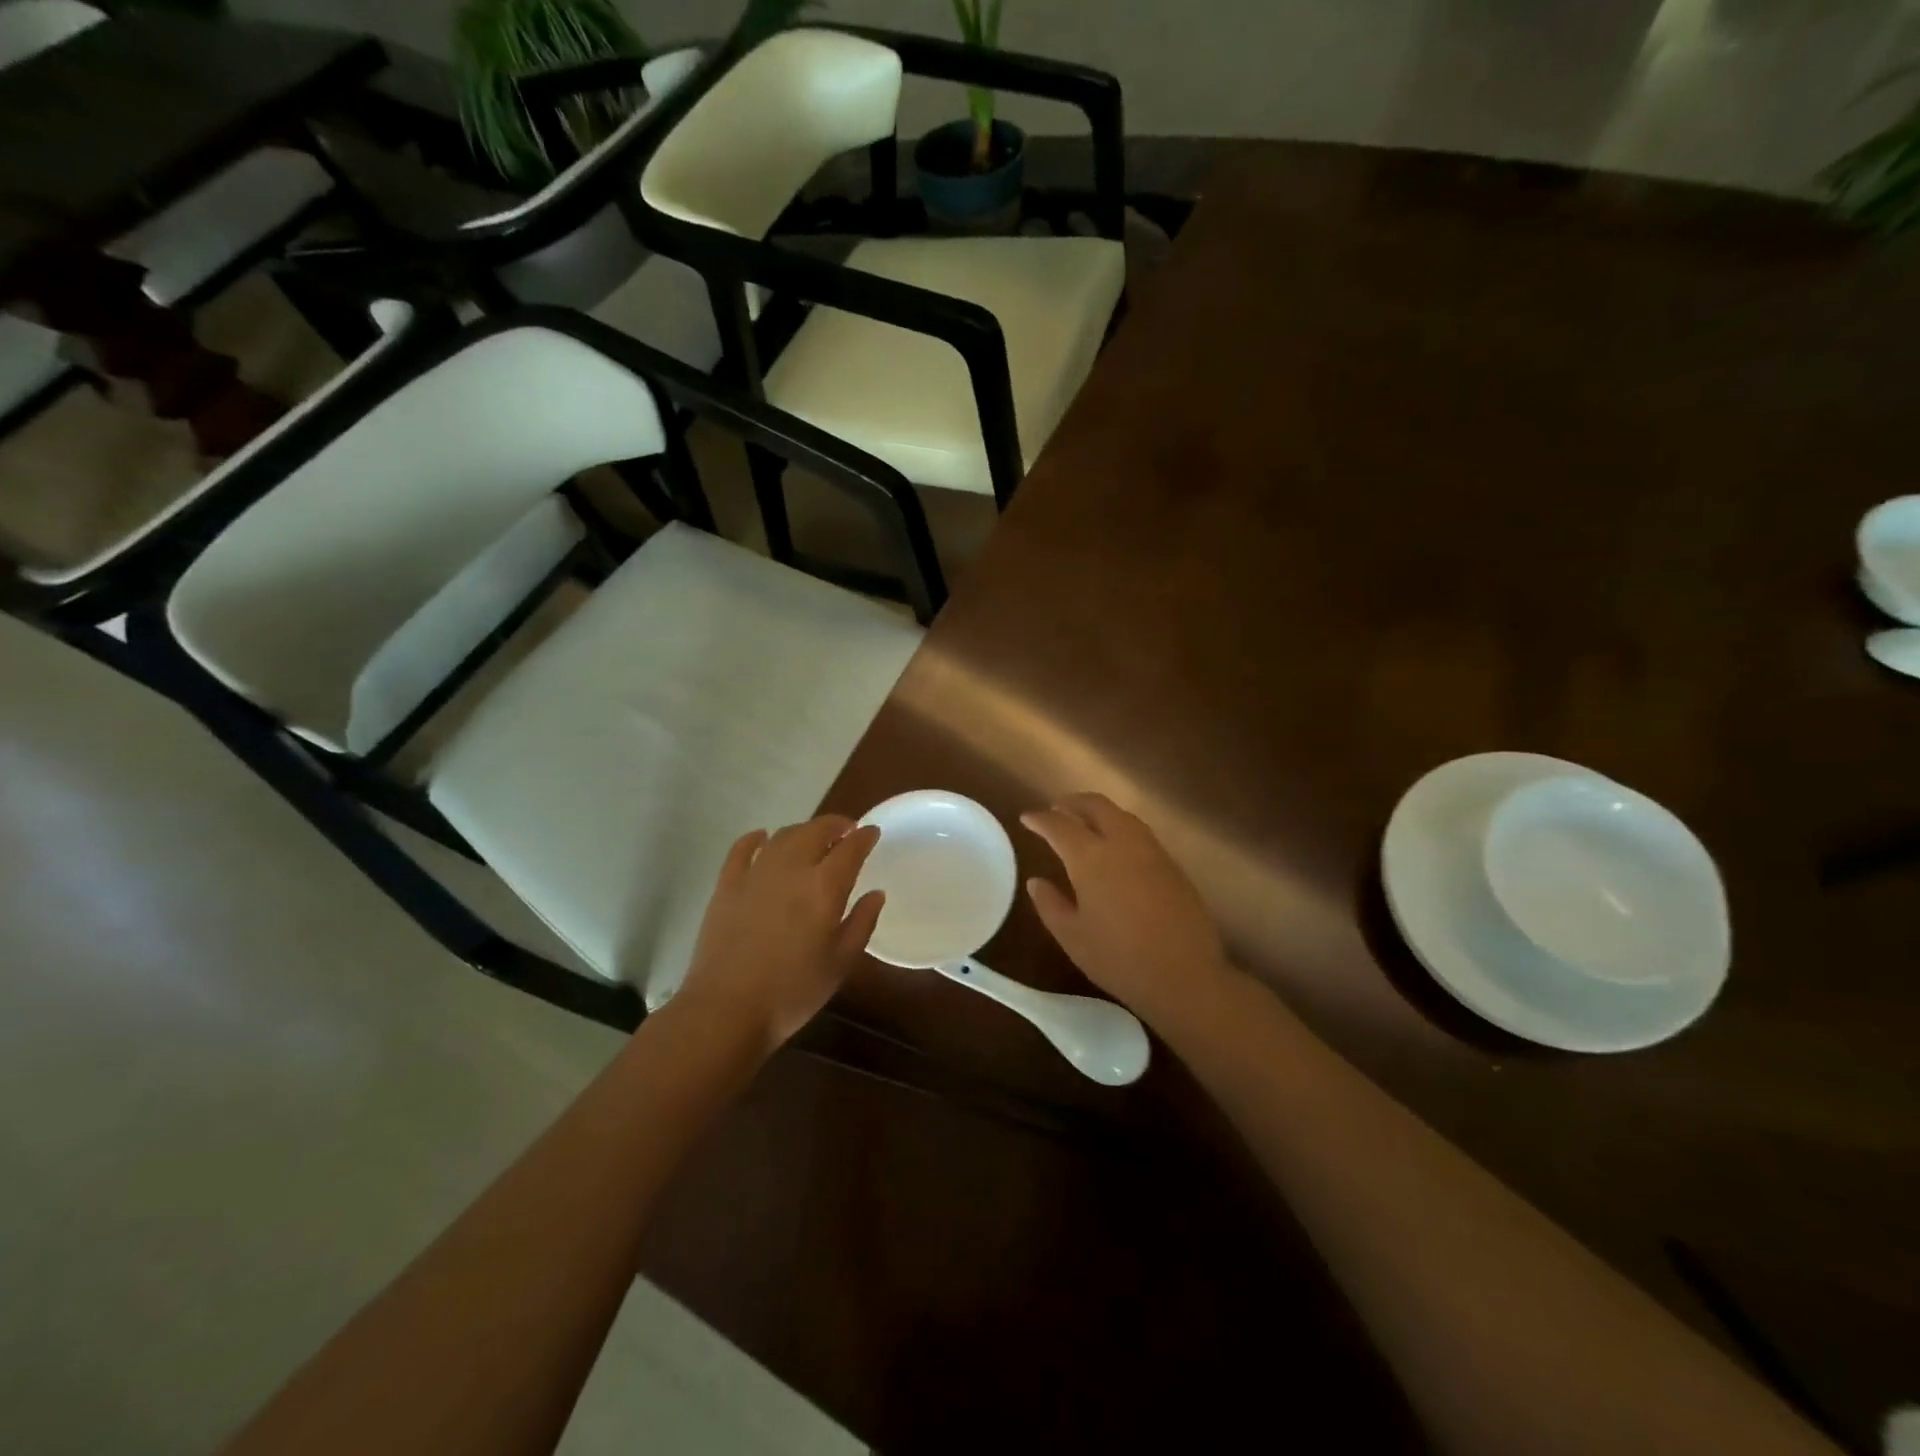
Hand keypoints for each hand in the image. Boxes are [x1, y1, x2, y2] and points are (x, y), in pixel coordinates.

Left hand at [673, 816, 883, 1056]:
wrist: (727, 1009)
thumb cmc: (793, 991)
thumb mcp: (840, 963)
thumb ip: (861, 923)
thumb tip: (876, 894)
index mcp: (824, 886)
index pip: (850, 848)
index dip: (864, 836)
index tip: (872, 832)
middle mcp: (791, 868)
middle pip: (816, 830)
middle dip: (835, 824)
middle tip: (846, 830)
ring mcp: (755, 873)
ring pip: (783, 835)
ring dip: (803, 831)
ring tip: (812, 839)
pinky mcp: (727, 884)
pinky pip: (742, 848)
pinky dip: (756, 838)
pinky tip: (762, 838)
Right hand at [1022, 793, 1230, 1023]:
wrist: (1185, 975)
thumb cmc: (1119, 959)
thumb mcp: (1073, 937)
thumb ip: (1050, 905)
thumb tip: (1036, 882)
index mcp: (1090, 858)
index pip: (1059, 825)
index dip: (1040, 819)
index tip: (1027, 818)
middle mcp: (1121, 843)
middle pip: (1096, 805)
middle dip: (1072, 802)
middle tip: (1056, 809)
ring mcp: (1151, 851)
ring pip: (1121, 815)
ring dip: (1099, 811)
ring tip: (1084, 822)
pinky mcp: (1172, 864)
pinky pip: (1139, 832)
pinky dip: (1120, 827)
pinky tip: (1115, 846)